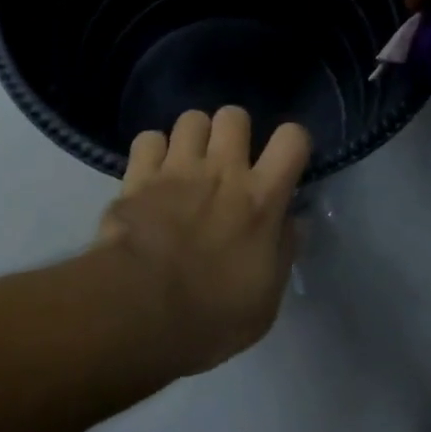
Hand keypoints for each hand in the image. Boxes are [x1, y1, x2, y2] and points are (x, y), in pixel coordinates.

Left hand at [92, 107, 311, 376]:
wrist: (138, 312)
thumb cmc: (211, 317)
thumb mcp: (265, 301)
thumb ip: (282, 253)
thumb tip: (293, 222)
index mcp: (261, 198)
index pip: (293, 138)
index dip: (291, 143)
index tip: (283, 163)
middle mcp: (222, 170)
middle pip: (234, 114)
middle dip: (233, 132)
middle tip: (227, 161)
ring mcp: (177, 168)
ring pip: (191, 118)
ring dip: (193, 137)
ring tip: (188, 163)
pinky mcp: (137, 175)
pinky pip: (148, 138)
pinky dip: (152, 152)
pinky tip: (151, 173)